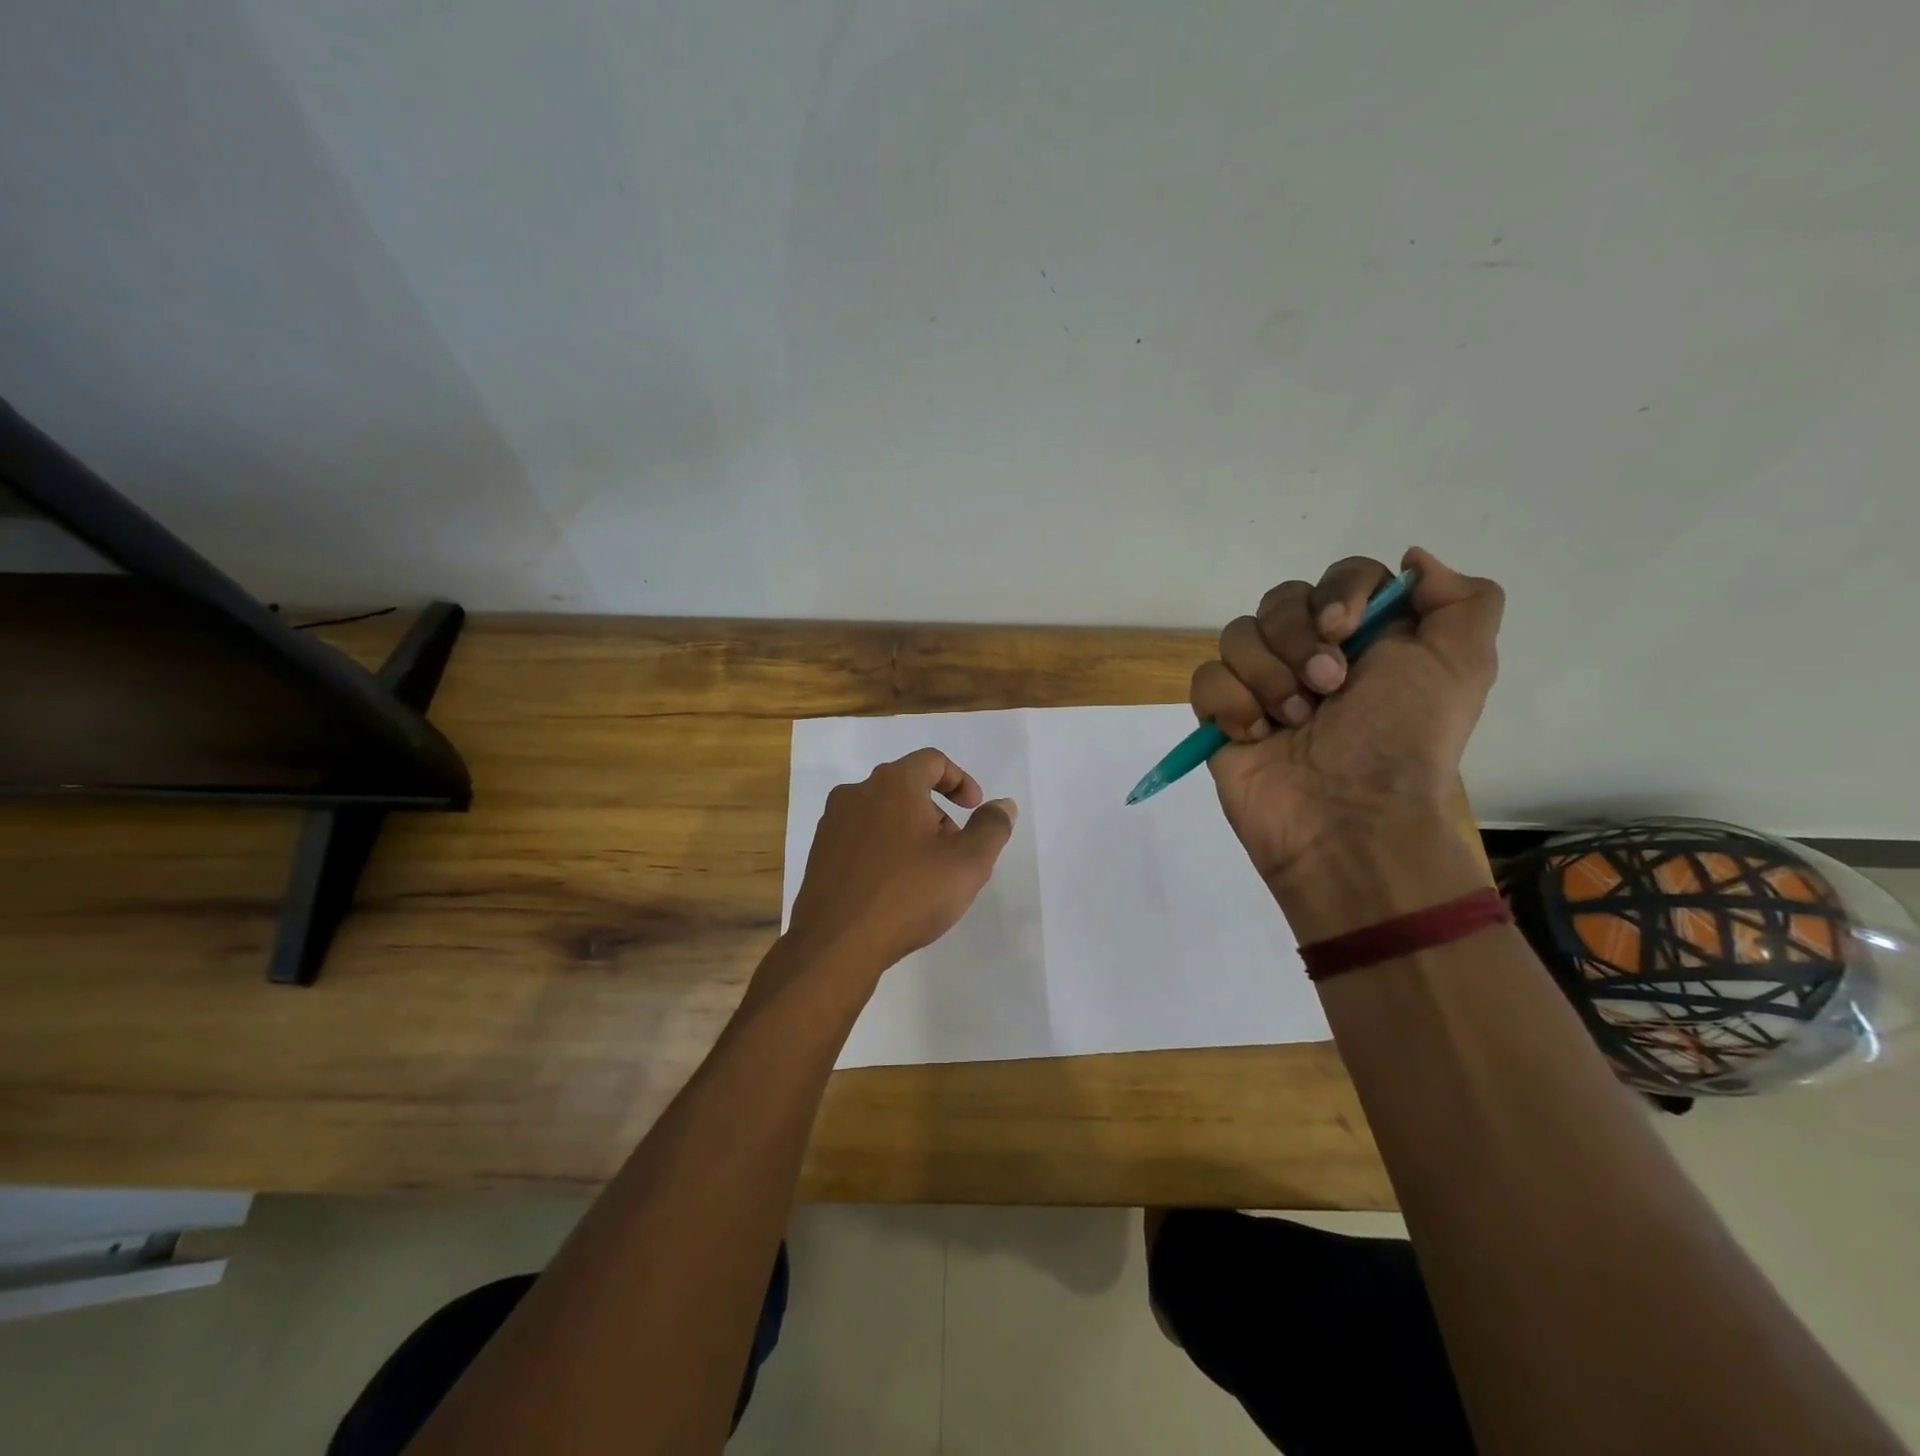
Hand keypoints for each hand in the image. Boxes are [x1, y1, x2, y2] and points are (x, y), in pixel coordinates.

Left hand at [783, 748, 1017, 977]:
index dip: (960, 780)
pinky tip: (893, 886)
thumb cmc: (908, 895)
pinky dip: (883, 847)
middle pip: (906, 786)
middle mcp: (857, 792)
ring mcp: (832, 822)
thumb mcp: (967, 863)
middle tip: (953, 848)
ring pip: (882, 812)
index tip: (973, 809)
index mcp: (893, 784)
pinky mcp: (819, 851)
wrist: (836, 944)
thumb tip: (1003, 804)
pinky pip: (860, 836)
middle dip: (937, 810)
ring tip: (925, 872)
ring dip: (909, 830)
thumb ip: (991, 827)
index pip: (932, 761)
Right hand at [1191, 547, 1503, 892]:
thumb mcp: (1463, 665)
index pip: (1340, 576)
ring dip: (1268, 677)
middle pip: (1280, 599)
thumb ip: (1462, 600)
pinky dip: (1232, 704)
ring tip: (1293, 722)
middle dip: (1298, 641)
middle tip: (1327, 687)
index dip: (1338, 592)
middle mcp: (1313, 655)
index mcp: (1370, 639)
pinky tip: (1256, 736)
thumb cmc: (1401, 742)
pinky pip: (1206, 679)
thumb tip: (1412, 560)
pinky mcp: (1223, 716)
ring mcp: (1263, 686)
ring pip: (1237, 635)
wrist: (1347, 821)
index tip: (1344, 629)